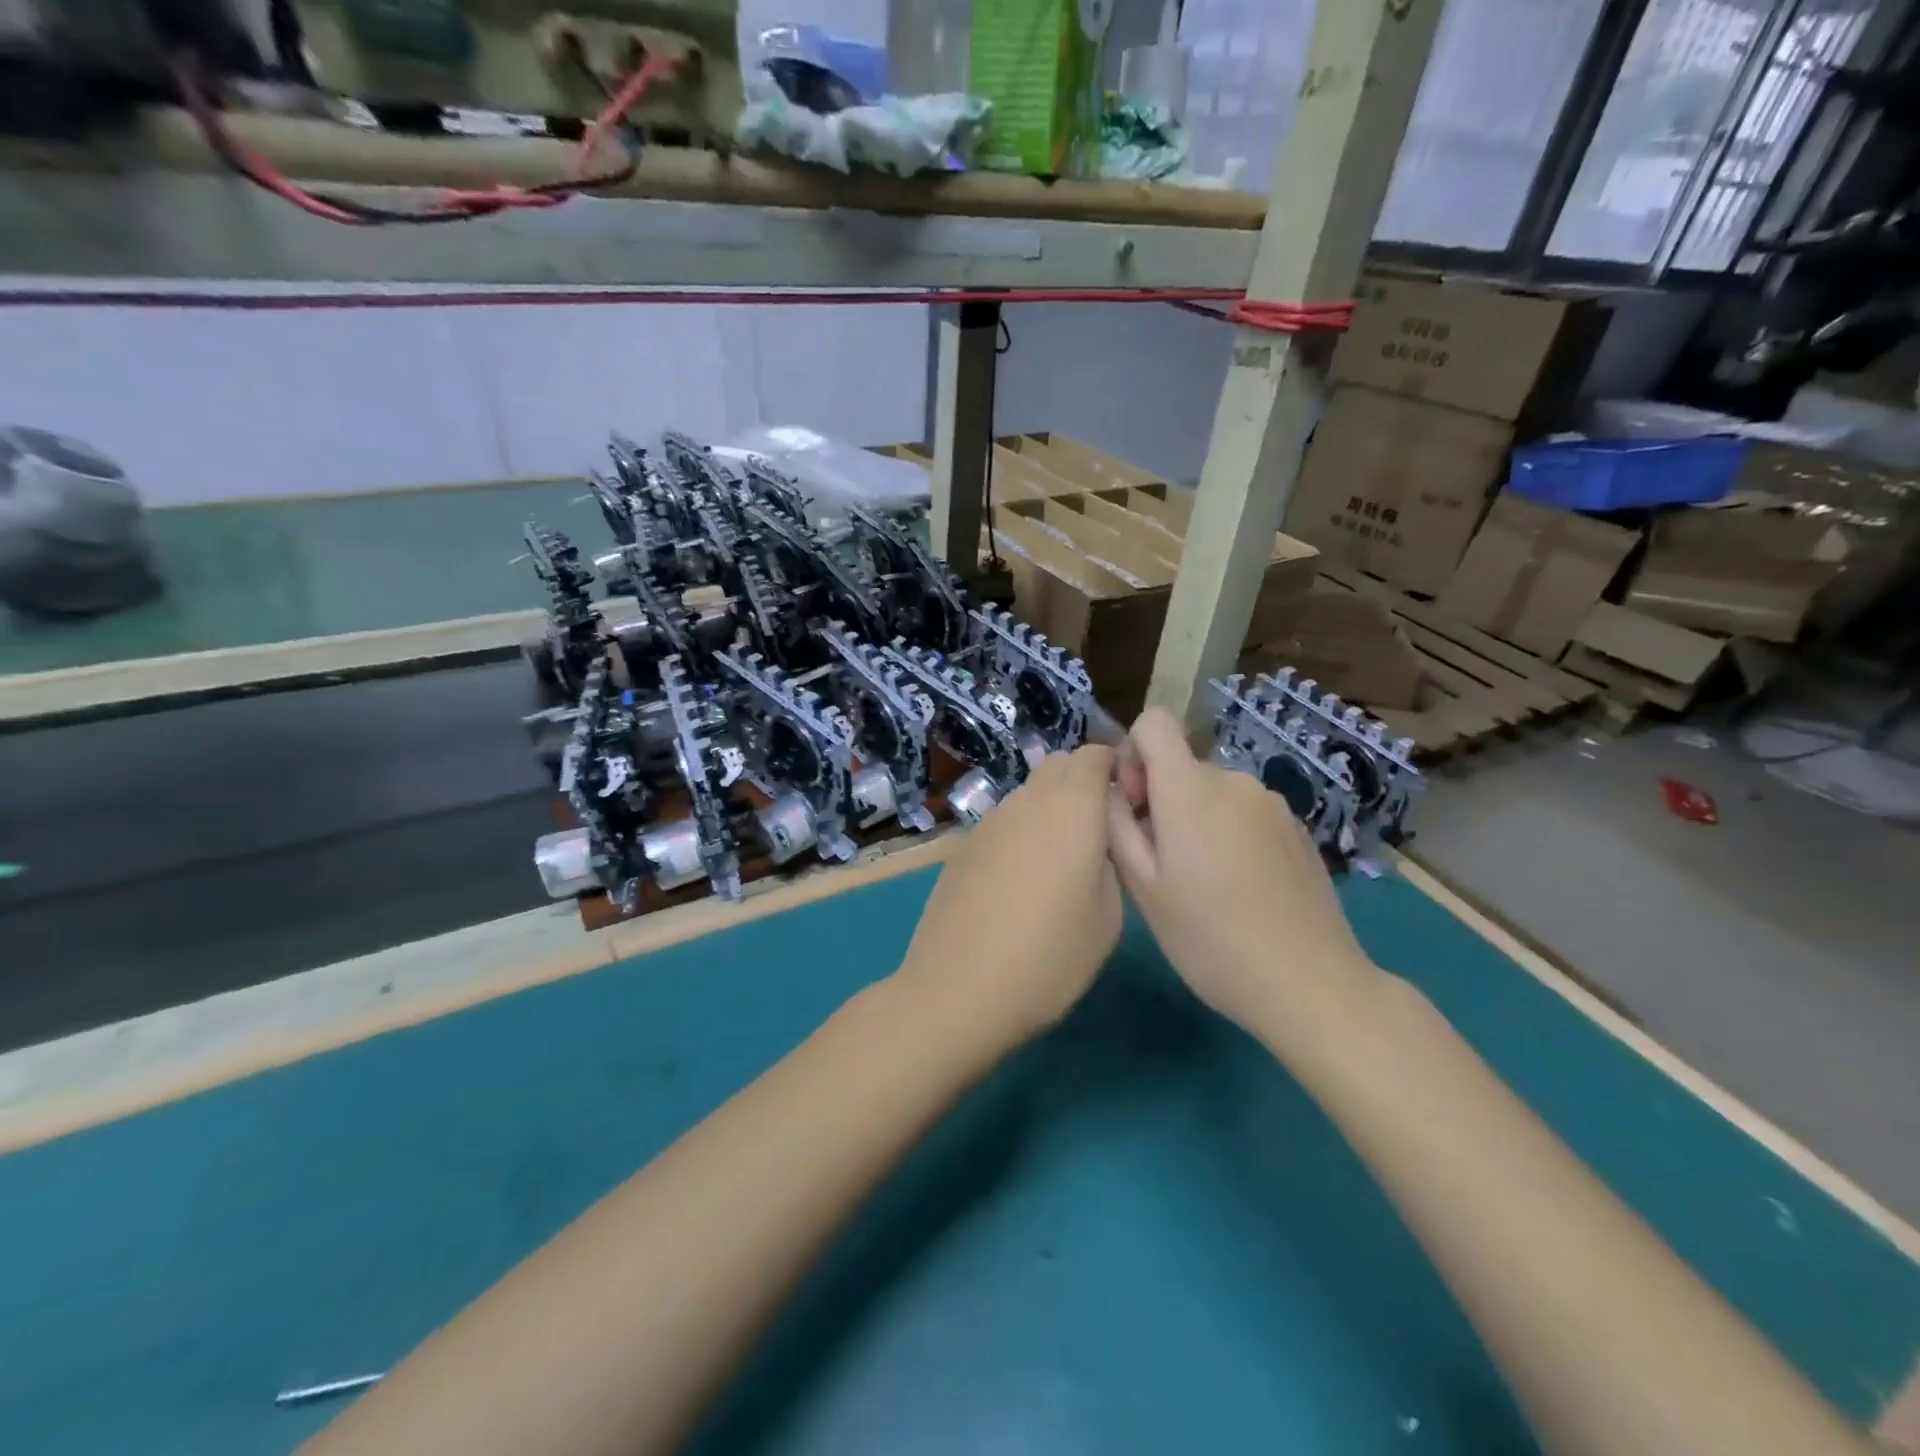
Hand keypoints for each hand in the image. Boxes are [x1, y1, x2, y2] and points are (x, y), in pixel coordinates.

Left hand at [895, 745, 1123, 1050]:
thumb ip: (1111, 860)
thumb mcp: (1108, 917)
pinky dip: (1023, 830)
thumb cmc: (1049, 957)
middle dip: (1084, 781)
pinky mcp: (964, 845)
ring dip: (1051, 806)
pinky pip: (1005, 820)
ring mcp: (989, 821)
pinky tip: (1022, 878)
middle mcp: (1027, 801)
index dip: (1115, 766)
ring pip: (1029, 793)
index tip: (1129, 799)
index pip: (1094, 754)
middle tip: (1100, 828)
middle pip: (1059, 765)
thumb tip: (1099, 840)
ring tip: (1061, 858)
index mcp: (1071, 808)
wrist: (958, 989)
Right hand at [1106, 708, 1383, 1053]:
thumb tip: (1111, 789)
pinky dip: (1230, 834)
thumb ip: (1117, 825)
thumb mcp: (1143, 888)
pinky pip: (1245, 813)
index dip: (1132, 753)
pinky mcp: (1297, 828)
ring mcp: (1272, 803)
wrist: (1309, 983)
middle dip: (1161, 799)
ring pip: (1213, 792)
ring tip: (1203, 883)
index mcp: (1190, 789)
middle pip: (1181, 766)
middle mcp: (1233, 780)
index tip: (1134, 806)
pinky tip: (1241, 889)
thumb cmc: (1209, 938)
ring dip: (1196, 819)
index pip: (1154, 722)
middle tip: (1162, 864)